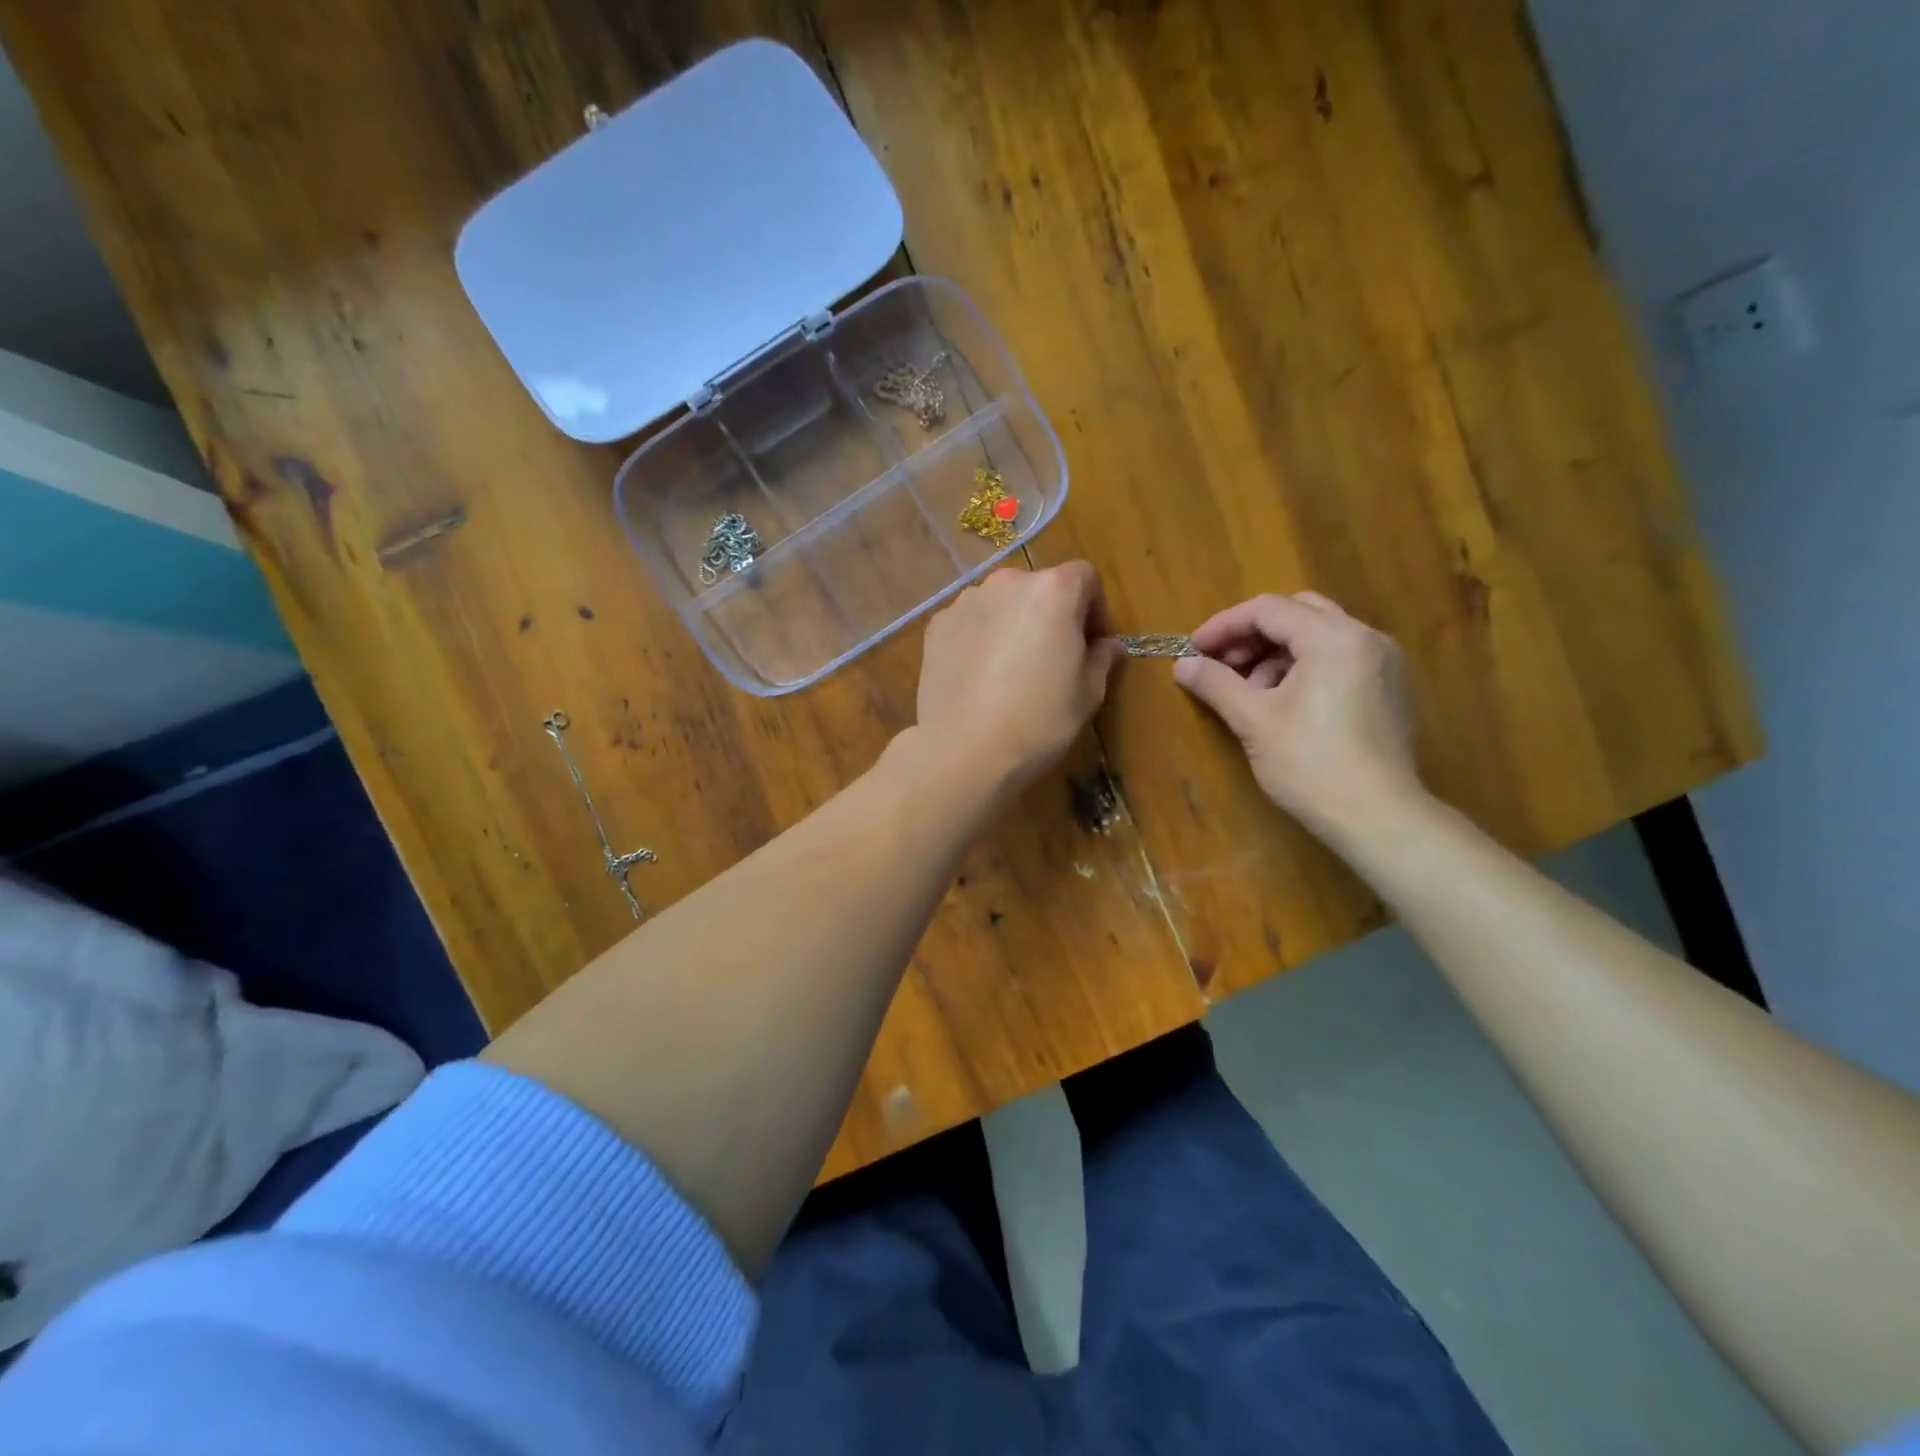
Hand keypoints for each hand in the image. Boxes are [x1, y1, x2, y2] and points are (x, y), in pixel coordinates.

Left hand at [913, 562, 1121, 798]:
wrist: (965, 750)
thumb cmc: (1039, 721)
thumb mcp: (1087, 694)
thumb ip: (1101, 658)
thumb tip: (1106, 645)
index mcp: (1053, 590)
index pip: (1085, 577)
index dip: (1094, 609)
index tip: (1093, 644)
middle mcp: (1007, 583)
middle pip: (1039, 587)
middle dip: (1051, 614)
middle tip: (1052, 658)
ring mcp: (966, 602)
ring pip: (1001, 604)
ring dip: (1013, 624)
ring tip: (1010, 669)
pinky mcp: (937, 626)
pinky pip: (970, 622)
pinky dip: (980, 638)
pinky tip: (980, 677)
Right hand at [1173, 592, 1421, 836]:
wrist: (1377, 817)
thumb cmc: (1310, 764)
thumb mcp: (1253, 720)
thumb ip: (1216, 683)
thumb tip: (1183, 665)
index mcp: (1333, 637)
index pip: (1268, 609)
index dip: (1224, 626)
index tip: (1193, 650)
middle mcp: (1365, 638)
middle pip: (1298, 613)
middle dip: (1252, 635)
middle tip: (1220, 665)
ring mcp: (1384, 663)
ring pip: (1319, 637)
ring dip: (1276, 654)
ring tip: (1248, 692)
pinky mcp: (1390, 689)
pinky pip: (1339, 660)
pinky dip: (1304, 668)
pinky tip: (1283, 704)